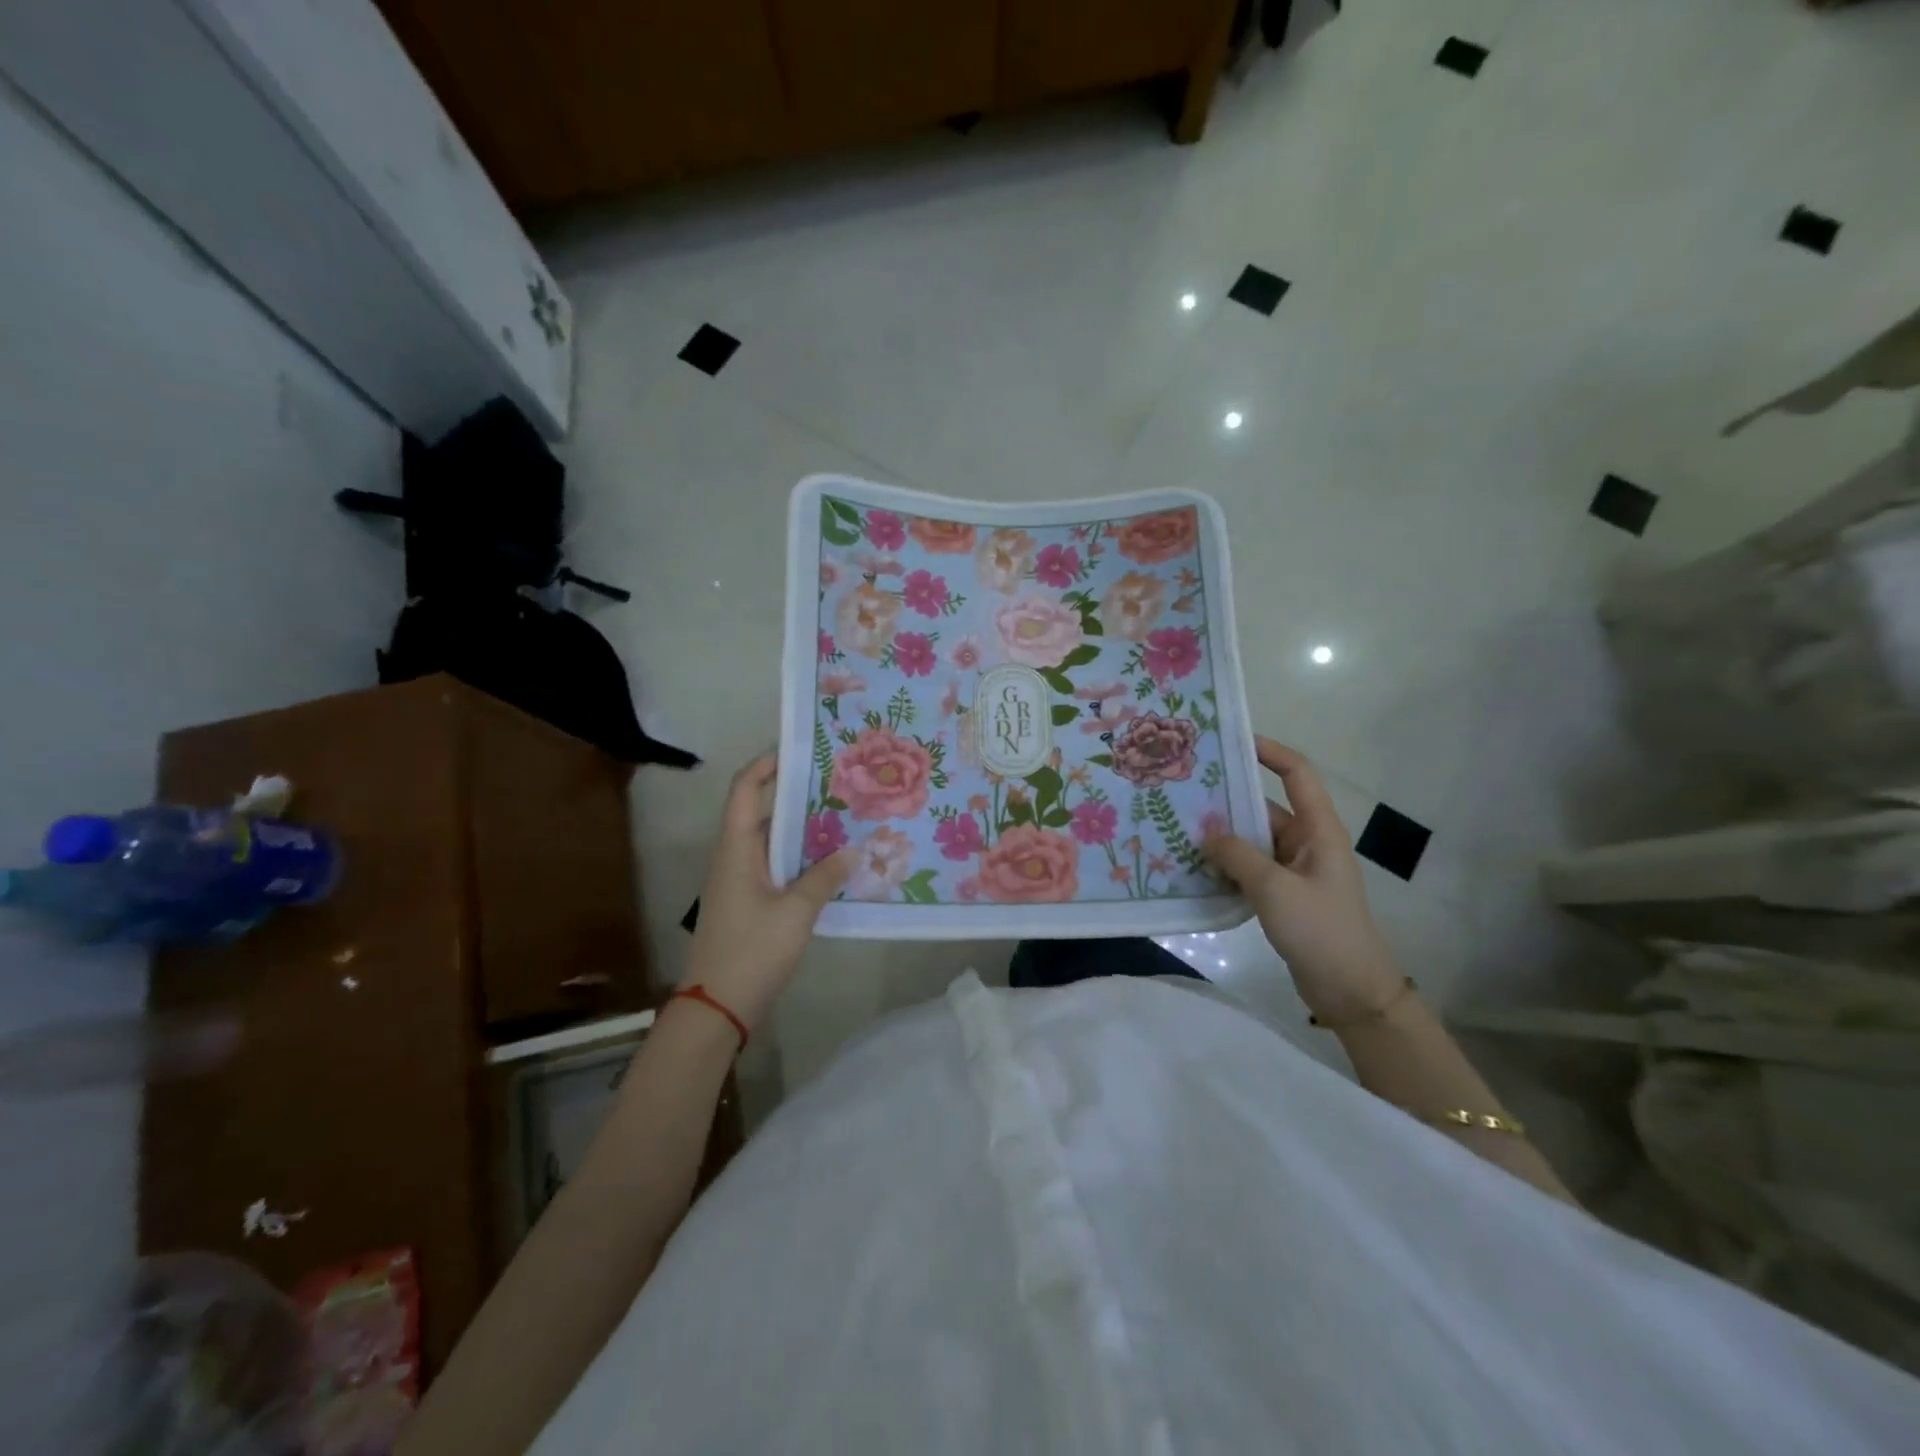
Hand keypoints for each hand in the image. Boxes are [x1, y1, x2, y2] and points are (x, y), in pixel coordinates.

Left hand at [684, 753, 849, 1034]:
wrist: (717, 1007)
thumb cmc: (752, 950)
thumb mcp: (796, 912)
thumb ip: (824, 877)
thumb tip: (853, 849)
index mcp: (737, 849)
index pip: (744, 790)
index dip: (766, 765)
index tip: (799, 752)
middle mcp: (735, 858)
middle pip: (763, 813)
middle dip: (798, 798)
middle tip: (840, 788)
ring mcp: (740, 883)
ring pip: (773, 844)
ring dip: (804, 832)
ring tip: (845, 821)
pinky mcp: (749, 905)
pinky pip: (777, 869)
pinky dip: (801, 861)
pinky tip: (833, 866)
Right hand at [1202, 737, 1404, 1021]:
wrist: (1350, 990)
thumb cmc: (1321, 930)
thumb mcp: (1275, 888)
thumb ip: (1237, 854)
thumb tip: (1205, 830)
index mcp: (1319, 830)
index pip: (1297, 775)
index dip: (1270, 752)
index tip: (1232, 741)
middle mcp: (1307, 842)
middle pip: (1264, 807)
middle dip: (1227, 799)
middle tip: (1184, 789)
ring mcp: (1294, 870)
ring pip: (1252, 840)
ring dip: (1222, 836)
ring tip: (1178, 825)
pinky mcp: (1283, 894)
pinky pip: (1249, 867)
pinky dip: (1226, 864)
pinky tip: (1193, 865)